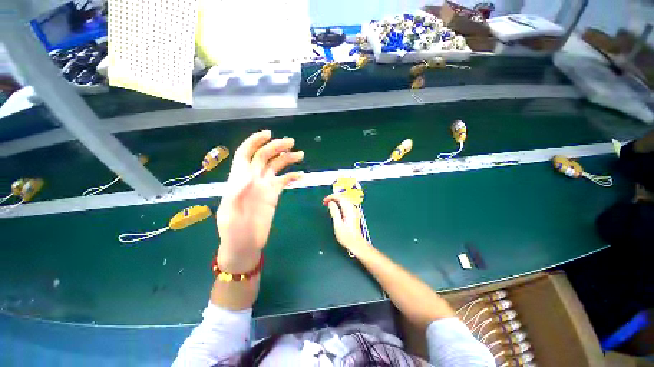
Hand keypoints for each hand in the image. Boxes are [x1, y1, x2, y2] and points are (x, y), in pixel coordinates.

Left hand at [216, 131, 303, 270]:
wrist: (245, 245)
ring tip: (300, 155)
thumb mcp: (230, 214)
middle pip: (264, 156)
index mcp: (239, 179)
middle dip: (276, 147)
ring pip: (276, 166)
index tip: (268, 134)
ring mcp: (265, 186)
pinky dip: (292, 176)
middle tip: (292, 143)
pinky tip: (301, 175)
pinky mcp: (274, 195)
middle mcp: (253, 179)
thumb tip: (248, 175)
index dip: (255, 142)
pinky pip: (284, 180)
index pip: (246, 154)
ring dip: (287, 158)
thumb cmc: (233, 232)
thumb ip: (238, 193)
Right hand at [324, 194, 372, 255]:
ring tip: (328, 204)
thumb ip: (334, 212)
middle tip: (325, 202)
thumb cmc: (346, 236)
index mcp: (349, 209)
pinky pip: (346, 204)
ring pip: (345, 200)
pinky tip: (335, 208)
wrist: (356, 244)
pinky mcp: (354, 214)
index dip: (331, 197)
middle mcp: (353, 208)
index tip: (324, 201)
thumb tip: (331, 202)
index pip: (340, 198)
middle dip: (333, 198)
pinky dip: (339, 204)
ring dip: (336, 200)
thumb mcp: (338, 224)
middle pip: (343, 197)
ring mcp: (354, 211)